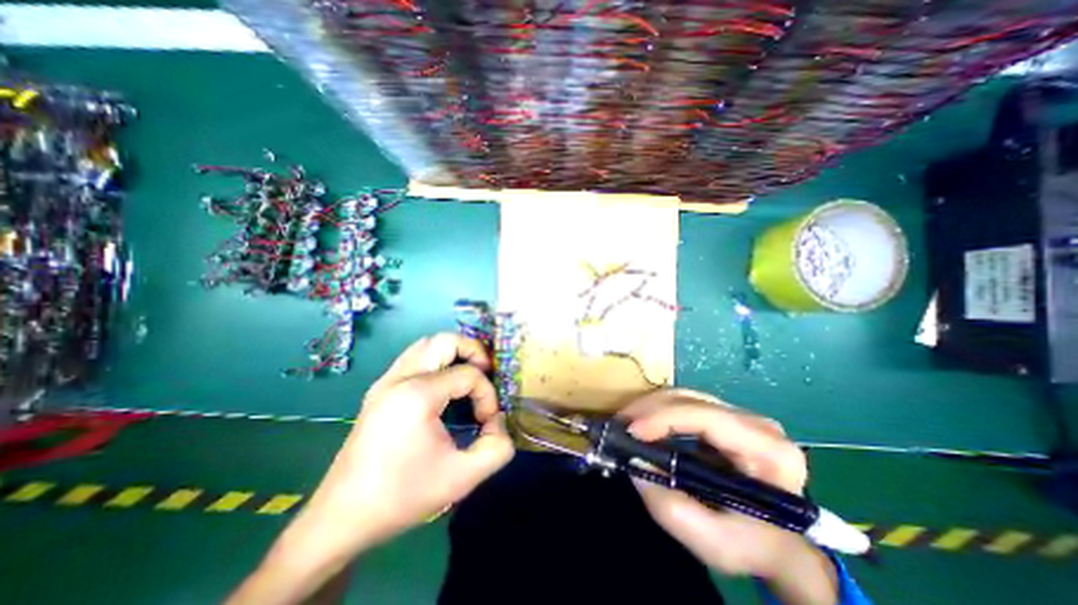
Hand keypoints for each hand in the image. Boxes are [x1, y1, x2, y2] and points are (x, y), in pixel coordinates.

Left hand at [307, 334, 518, 550]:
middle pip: (445, 340)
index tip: (487, 421)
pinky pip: (414, 358)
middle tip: (486, 374)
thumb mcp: (463, 478)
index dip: (487, 394)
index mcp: (418, 394)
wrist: (341, 519)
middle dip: (473, 351)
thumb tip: (499, 421)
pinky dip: (436, 360)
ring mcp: (386, 381)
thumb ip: (497, 447)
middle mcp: (400, 378)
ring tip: (468, 374)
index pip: (468, 374)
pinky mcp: (379, 389)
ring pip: (427, 344)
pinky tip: (444, 385)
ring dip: (453, 353)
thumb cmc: (402, 497)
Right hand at [619, 392, 835, 599]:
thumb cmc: (755, 545)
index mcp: (768, 451)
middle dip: (650, 409)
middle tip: (620, 425)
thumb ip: (672, 508)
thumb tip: (635, 463)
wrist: (782, 543)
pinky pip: (685, 404)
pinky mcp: (725, 417)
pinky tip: (643, 423)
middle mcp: (757, 423)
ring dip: (651, 407)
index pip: (708, 419)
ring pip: (685, 396)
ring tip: (626, 423)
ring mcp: (741, 416)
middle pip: (692, 400)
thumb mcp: (714, 543)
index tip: (631, 431)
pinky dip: (659, 411)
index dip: (665, 418)